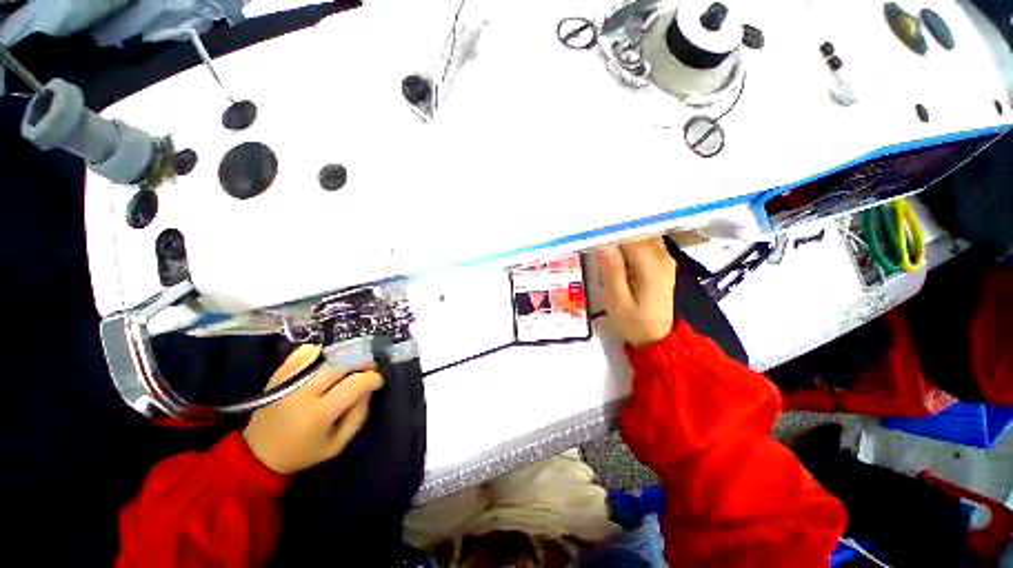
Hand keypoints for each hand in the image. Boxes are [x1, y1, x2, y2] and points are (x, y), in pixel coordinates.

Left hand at [243, 345, 382, 473]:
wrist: (257, 452)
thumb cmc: (302, 452)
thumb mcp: (337, 444)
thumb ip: (359, 415)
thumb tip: (369, 388)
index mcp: (318, 413)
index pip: (355, 383)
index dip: (373, 378)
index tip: (377, 382)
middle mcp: (303, 391)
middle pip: (343, 362)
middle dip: (363, 362)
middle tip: (368, 369)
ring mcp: (289, 378)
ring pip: (327, 353)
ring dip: (345, 356)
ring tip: (350, 366)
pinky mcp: (280, 372)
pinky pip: (308, 351)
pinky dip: (323, 352)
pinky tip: (327, 364)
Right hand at [594, 237, 676, 348]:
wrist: (657, 339)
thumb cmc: (633, 323)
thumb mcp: (617, 301)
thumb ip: (611, 270)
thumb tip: (602, 242)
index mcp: (651, 264)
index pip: (629, 233)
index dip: (608, 228)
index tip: (588, 226)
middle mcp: (661, 255)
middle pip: (636, 229)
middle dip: (613, 226)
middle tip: (589, 227)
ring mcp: (663, 257)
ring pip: (640, 232)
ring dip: (620, 232)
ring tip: (598, 232)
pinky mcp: (660, 262)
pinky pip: (643, 241)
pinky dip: (627, 239)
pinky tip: (612, 242)